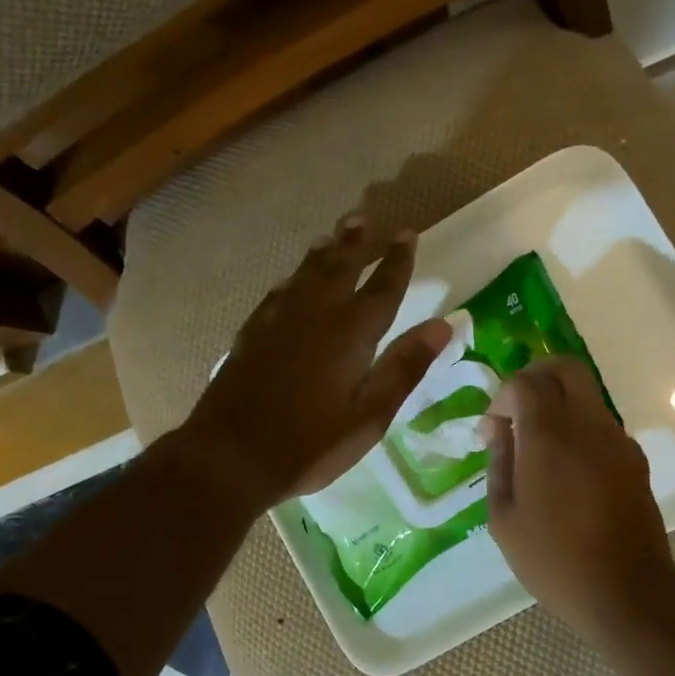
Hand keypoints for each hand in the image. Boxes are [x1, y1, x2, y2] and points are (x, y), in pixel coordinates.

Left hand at [181, 216, 452, 509]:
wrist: (231, 456)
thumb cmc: (310, 444)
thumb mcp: (369, 416)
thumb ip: (405, 367)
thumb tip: (444, 325)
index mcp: (350, 333)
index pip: (383, 287)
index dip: (398, 260)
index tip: (408, 235)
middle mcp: (315, 314)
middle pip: (340, 267)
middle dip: (357, 242)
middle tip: (365, 219)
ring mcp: (278, 320)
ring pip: (306, 273)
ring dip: (324, 251)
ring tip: (334, 234)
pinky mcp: (252, 333)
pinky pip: (278, 291)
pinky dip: (292, 278)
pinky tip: (292, 279)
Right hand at [481, 356, 674, 635]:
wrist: (626, 592)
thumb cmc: (553, 560)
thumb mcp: (504, 518)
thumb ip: (498, 463)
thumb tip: (497, 428)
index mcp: (549, 437)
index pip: (526, 382)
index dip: (503, 395)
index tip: (493, 427)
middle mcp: (587, 426)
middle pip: (566, 368)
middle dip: (537, 375)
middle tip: (517, 406)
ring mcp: (617, 440)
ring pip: (587, 393)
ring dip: (559, 402)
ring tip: (539, 441)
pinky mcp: (634, 459)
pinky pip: (601, 422)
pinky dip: (579, 425)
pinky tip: (566, 465)